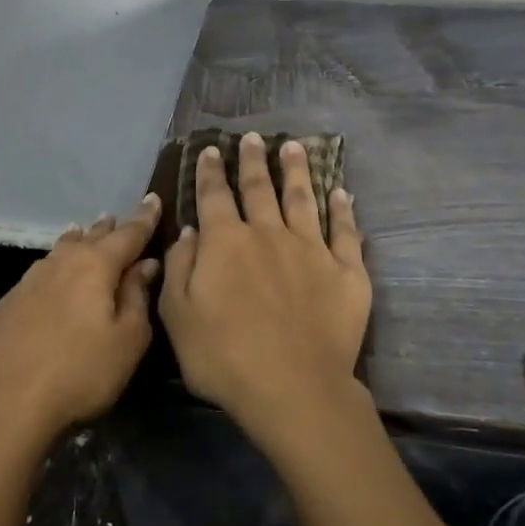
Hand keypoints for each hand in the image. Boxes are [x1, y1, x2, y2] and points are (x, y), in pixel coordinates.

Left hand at [0, 194, 160, 449]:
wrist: (0, 402)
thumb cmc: (78, 371)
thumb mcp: (127, 340)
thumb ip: (138, 298)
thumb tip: (145, 265)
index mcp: (96, 265)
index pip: (128, 234)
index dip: (144, 218)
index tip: (154, 198)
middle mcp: (63, 262)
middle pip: (91, 237)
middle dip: (109, 228)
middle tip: (119, 218)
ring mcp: (31, 280)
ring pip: (63, 249)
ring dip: (79, 240)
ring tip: (84, 231)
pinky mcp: (10, 302)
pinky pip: (44, 269)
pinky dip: (57, 262)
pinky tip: (53, 271)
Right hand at [158, 133, 371, 451]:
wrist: (293, 388)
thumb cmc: (224, 357)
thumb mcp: (178, 317)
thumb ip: (181, 268)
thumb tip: (190, 232)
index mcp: (226, 242)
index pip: (214, 196)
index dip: (210, 172)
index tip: (211, 150)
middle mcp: (269, 234)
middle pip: (260, 188)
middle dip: (253, 160)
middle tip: (254, 137)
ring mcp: (311, 249)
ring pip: (303, 199)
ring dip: (296, 171)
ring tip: (294, 147)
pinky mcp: (346, 271)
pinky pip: (346, 232)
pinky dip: (343, 210)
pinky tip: (342, 193)